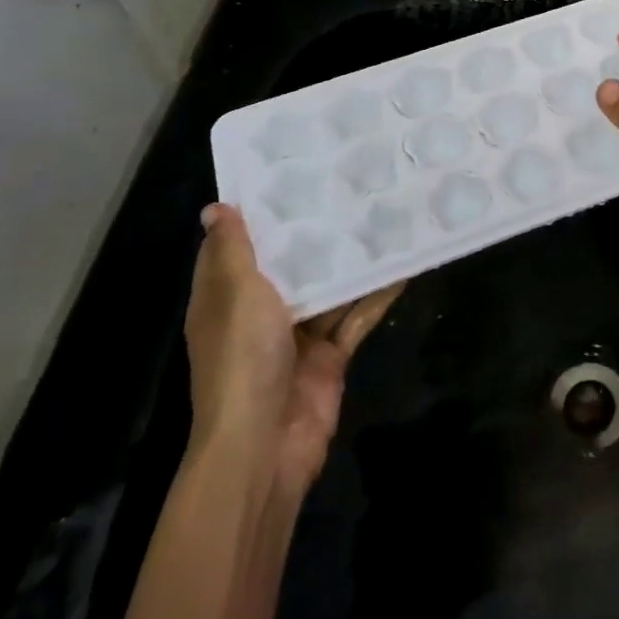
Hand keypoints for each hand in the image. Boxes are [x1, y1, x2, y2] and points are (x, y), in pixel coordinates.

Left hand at [185, 204, 400, 497]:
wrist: (265, 444)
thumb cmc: (243, 359)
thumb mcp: (236, 294)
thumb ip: (234, 251)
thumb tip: (214, 207)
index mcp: (226, 300)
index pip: (236, 248)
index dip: (256, 214)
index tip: (287, 175)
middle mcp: (259, 315)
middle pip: (289, 266)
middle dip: (315, 233)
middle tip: (349, 185)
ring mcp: (297, 337)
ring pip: (329, 289)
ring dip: (351, 261)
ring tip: (383, 215)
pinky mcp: (330, 355)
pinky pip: (356, 316)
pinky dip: (377, 295)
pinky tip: (404, 266)